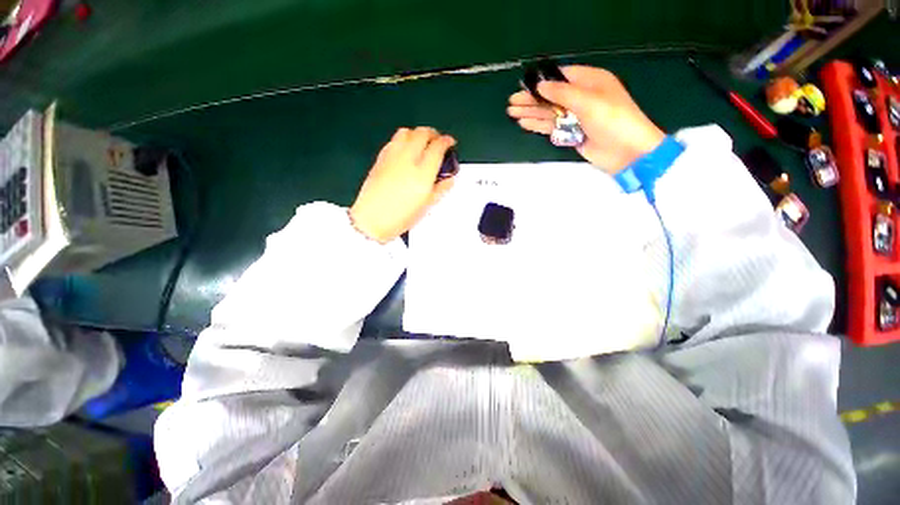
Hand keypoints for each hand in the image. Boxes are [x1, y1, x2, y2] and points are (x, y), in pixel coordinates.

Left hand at [350, 127, 455, 242]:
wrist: (371, 219)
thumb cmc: (401, 217)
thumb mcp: (426, 206)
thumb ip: (440, 189)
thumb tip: (450, 179)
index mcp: (422, 173)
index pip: (438, 147)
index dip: (447, 141)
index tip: (450, 143)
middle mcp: (408, 159)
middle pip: (422, 133)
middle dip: (433, 133)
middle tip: (438, 141)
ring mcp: (392, 157)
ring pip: (406, 132)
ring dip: (417, 134)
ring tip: (422, 143)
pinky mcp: (380, 158)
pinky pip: (393, 140)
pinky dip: (403, 140)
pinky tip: (405, 150)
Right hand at [507, 66, 665, 173]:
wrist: (626, 151)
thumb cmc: (612, 120)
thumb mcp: (588, 101)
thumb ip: (562, 93)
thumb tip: (540, 86)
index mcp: (590, 81)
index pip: (562, 77)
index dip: (542, 81)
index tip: (524, 85)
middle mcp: (582, 97)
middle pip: (552, 96)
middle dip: (531, 99)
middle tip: (511, 103)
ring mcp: (576, 117)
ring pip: (549, 113)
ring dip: (531, 113)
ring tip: (512, 113)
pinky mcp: (572, 134)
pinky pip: (552, 127)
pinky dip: (539, 125)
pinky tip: (525, 124)